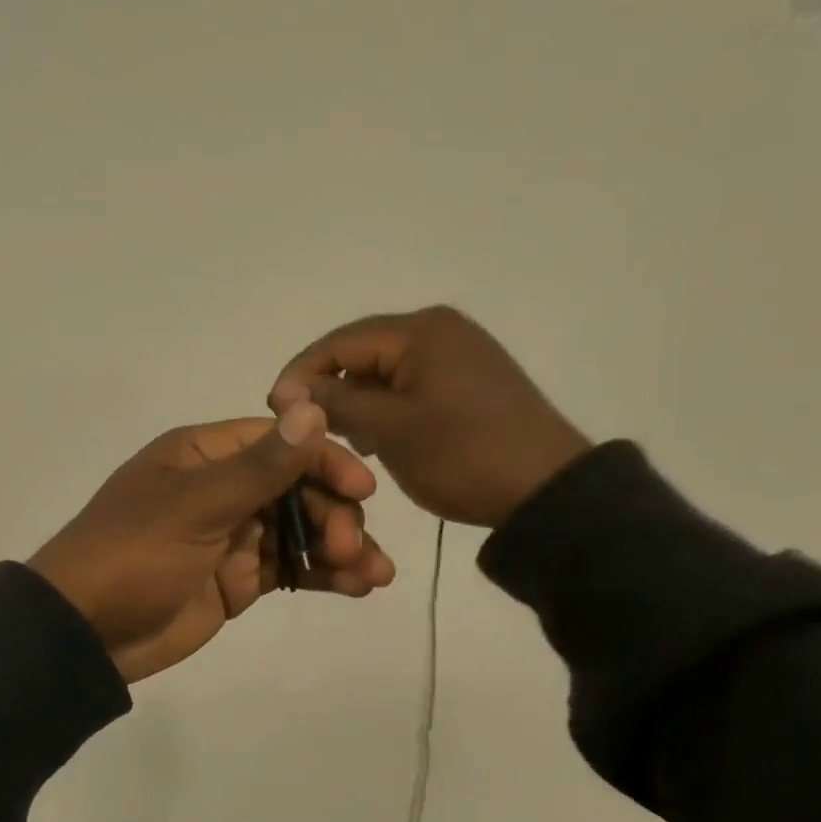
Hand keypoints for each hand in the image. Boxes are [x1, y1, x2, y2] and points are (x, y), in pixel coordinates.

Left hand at [29, 404, 396, 683]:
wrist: (87, 633)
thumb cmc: (134, 554)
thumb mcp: (195, 506)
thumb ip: (259, 466)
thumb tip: (313, 409)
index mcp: (204, 456)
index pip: (279, 442)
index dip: (324, 460)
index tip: (361, 490)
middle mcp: (222, 488)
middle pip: (297, 487)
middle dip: (334, 515)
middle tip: (352, 550)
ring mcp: (232, 535)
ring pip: (300, 530)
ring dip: (340, 548)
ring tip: (375, 576)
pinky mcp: (239, 579)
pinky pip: (290, 568)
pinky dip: (322, 575)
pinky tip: (356, 587)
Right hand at [269, 306, 592, 528]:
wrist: (547, 491)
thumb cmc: (462, 455)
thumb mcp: (390, 429)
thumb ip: (336, 403)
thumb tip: (292, 391)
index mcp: (421, 330)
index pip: (340, 341)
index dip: (301, 373)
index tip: (273, 408)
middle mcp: (442, 331)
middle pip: (364, 353)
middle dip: (330, 389)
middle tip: (303, 428)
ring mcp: (461, 356)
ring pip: (387, 373)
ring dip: (357, 402)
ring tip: (337, 438)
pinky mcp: (472, 384)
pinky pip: (412, 388)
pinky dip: (387, 409)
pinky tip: (377, 439)